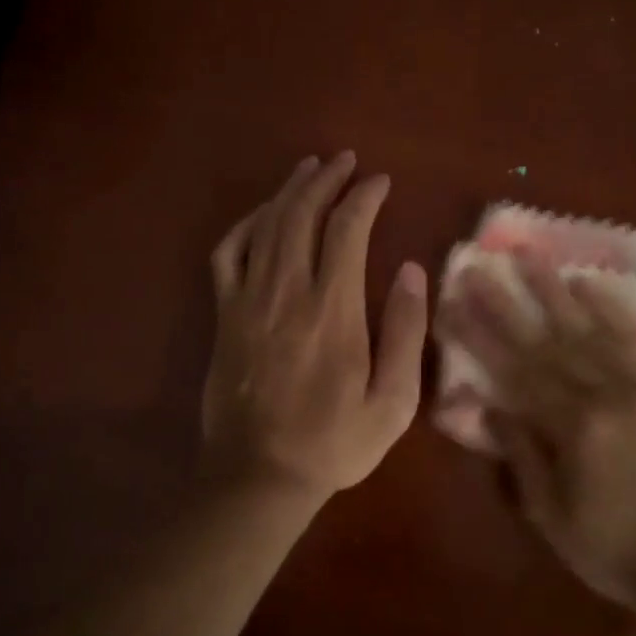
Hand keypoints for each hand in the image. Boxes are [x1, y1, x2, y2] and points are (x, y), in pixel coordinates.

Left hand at [202, 153, 428, 503]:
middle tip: (346, 160)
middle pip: (303, 215)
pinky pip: (227, 253)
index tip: (380, 181)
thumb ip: (404, 332)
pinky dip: (245, 224)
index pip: (347, 230)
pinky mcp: (224, 314)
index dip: (364, 197)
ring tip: (309, 168)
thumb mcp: (392, 402)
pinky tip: (263, 213)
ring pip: (266, 225)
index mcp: (333, 311)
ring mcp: (248, 300)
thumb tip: (410, 270)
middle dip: (326, 179)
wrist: (259, 474)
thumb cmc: (334, 442)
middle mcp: (287, 292)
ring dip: (290, 190)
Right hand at [437, 255, 635, 607]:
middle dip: (507, 301)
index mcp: (574, 429)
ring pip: (590, 328)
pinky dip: (613, 308)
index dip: (479, 335)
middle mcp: (606, 396)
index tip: (453, 302)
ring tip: (529, 255)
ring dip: (555, 289)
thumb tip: (484, 405)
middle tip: (479, 266)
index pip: (513, 370)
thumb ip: (520, 455)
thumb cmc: (618, 552)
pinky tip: (591, 284)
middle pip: (546, 340)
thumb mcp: (553, 517)